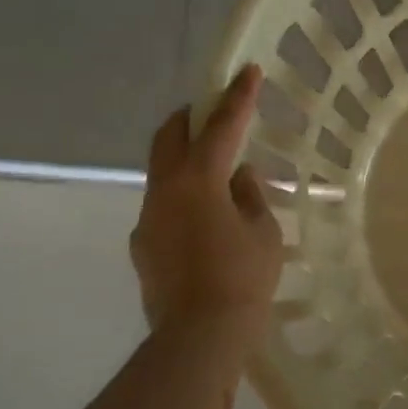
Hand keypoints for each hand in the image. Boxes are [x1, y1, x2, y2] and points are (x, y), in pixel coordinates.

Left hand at [130, 65, 283, 345]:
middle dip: (191, 118)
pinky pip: (164, 206)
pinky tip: (205, 222)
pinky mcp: (143, 246)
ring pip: (163, 172)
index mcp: (199, 181)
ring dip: (187, 161)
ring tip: (217, 176)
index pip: (221, 127)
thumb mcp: (264, 233)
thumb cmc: (243, 280)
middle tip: (214, 113)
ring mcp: (148, 218)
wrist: (199, 337)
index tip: (247, 71)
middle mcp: (165, 190)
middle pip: (170, 137)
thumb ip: (250, 196)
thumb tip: (238, 178)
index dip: (237, 97)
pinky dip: (183, 198)